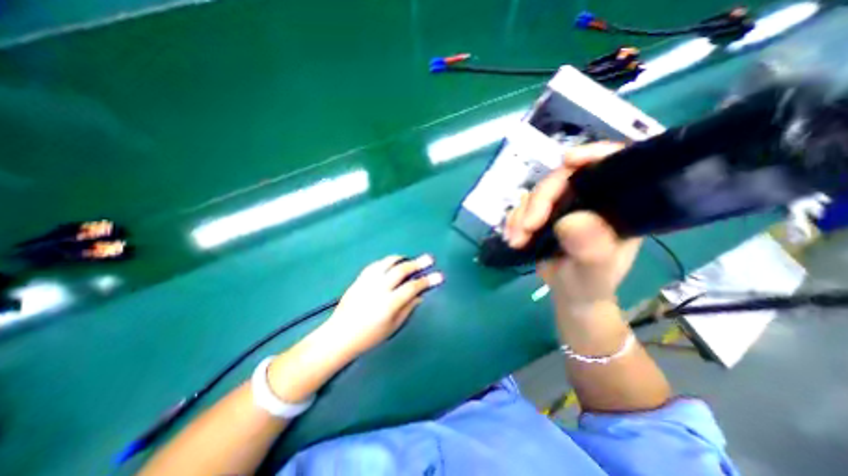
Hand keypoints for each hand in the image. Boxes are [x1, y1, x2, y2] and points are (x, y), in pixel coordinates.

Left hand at [321, 257, 444, 356]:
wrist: (339, 335)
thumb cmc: (368, 337)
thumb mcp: (392, 327)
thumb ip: (407, 308)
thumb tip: (419, 295)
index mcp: (389, 304)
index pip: (412, 287)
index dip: (427, 281)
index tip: (439, 276)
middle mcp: (379, 289)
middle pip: (401, 271)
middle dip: (417, 263)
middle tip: (428, 259)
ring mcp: (368, 282)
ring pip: (387, 263)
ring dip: (401, 259)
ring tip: (409, 259)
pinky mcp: (359, 279)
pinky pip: (375, 265)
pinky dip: (386, 262)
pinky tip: (391, 263)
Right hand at [502, 141, 642, 312]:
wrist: (570, 294)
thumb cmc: (590, 284)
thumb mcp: (594, 272)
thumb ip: (591, 250)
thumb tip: (572, 221)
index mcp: (616, 206)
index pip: (613, 165)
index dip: (593, 155)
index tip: (568, 161)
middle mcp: (590, 199)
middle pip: (562, 179)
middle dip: (539, 201)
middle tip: (526, 228)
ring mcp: (564, 206)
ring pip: (538, 193)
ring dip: (521, 215)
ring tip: (516, 239)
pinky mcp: (544, 215)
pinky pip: (523, 207)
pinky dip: (514, 219)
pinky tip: (512, 236)